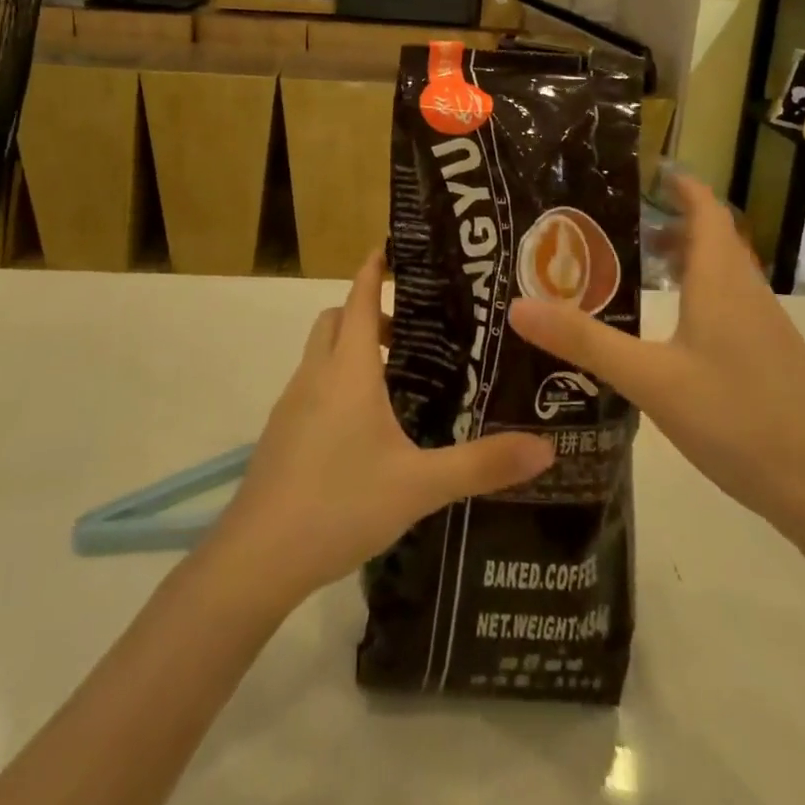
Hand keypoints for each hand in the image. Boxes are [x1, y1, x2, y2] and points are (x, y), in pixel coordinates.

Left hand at [215, 251, 554, 606]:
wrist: (257, 558)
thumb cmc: (340, 503)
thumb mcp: (420, 485)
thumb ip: (482, 465)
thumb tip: (547, 449)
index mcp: (348, 370)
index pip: (358, 297)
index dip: (374, 268)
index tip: (393, 247)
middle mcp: (315, 375)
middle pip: (335, 320)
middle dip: (366, 312)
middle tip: (410, 333)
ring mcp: (291, 404)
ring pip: (321, 354)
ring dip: (351, 350)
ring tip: (395, 381)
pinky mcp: (280, 434)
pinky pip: (311, 386)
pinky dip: (336, 382)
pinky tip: (363, 429)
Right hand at [508, 173, 804, 543]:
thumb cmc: (736, 418)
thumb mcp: (650, 379)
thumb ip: (586, 342)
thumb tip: (519, 307)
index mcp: (721, 281)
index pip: (706, 210)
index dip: (681, 186)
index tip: (647, 171)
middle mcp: (748, 292)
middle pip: (712, 239)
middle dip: (671, 223)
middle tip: (619, 225)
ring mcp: (766, 326)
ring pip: (723, 274)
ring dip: (686, 260)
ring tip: (639, 271)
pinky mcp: (773, 357)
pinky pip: (732, 303)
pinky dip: (700, 294)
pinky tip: (675, 331)